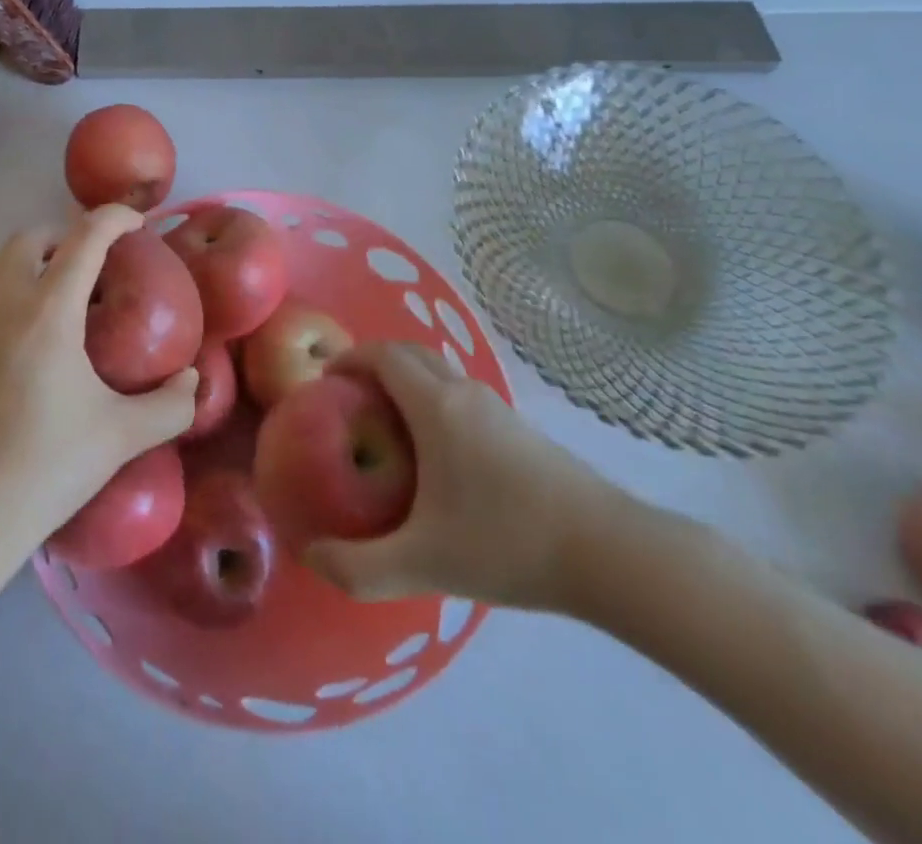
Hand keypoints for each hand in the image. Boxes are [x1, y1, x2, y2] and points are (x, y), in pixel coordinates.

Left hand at [0, 206, 198, 547]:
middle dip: (63, 237)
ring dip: (21, 262)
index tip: (134, 223)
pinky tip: (3, 341)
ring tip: (42, 293)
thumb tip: (194, 380)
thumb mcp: (121, 436)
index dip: (114, 219)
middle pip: (29, 238)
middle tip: (87, 266)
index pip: (85, 238)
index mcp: (48, 311)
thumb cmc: (46, 469)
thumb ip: (171, 405)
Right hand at [303, 342, 637, 613]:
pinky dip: (434, 400)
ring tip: (387, 426)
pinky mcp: (521, 428)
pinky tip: (438, 454)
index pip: (383, 355)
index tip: (325, 380)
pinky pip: (462, 395)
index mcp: (435, 405)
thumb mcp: (424, 563)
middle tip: (349, 399)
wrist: (611, 553)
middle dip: (374, 364)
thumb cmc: (508, 542)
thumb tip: (311, 557)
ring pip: (440, 372)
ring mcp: (498, 407)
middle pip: (410, 353)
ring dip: (407, 381)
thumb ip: (359, 567)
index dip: (350, 359)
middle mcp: (464, 392)